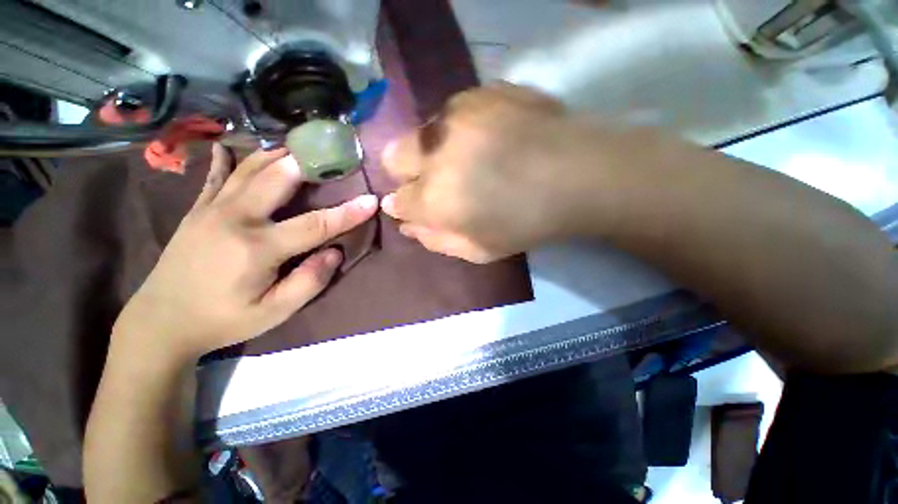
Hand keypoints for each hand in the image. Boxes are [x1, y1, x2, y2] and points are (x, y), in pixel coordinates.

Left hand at [113, 145, 377, 360]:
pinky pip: (217, 176)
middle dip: (309, 163)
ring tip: (299, 147)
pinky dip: (229, 159)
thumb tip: (334, 252)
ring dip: (277, 155)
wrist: (161, 322)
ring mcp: (212, 209)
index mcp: (258, 247)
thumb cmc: (223, 320)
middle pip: (278, 179)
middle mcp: (235, 218)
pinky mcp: (197, 210)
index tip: (371, 200)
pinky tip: (232, 146)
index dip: (348, 212)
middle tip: (331, 152)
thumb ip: (310, 282)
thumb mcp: (274, 313)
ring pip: (249, 169)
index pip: (316, 224)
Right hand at [380, 83, 604, 262]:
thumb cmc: (527, 223)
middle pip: (395, 156)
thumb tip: (407, 225)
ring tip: (468, 158)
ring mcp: (457, 115)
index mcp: (435, 197)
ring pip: (423, 132)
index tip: (415, 205)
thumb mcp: (479, 250)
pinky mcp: (481, 92)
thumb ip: (436, 239)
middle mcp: (436, 151)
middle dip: (407, 172)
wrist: (579, 176)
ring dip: (435, 149)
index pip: (398, 200)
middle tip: (436, 180)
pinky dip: (460, 129)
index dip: (403, 204)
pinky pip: (453, 112)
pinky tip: (488, 138)